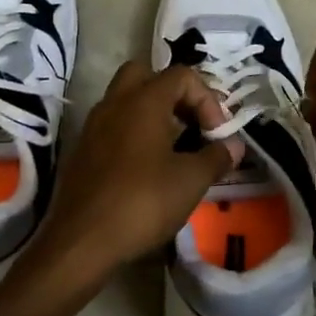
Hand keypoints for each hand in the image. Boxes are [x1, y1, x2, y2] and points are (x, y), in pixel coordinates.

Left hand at [29, 62, 242, 288]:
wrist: (82, 239)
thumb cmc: (142, 202)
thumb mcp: (190, 181)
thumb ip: (216, 157)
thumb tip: (233, 146)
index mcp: (143, 101)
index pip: (181, 75)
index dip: (207, 99)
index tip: (216, 134)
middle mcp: (115, 103)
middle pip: (146, 76)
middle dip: (174, 95)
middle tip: (190, 124)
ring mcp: (94, 125)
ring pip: (126, 100)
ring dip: (152, 114)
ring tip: (174, 147)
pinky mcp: (83, 149)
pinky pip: (113, 125)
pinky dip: (133, 133)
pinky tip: (148, 166)